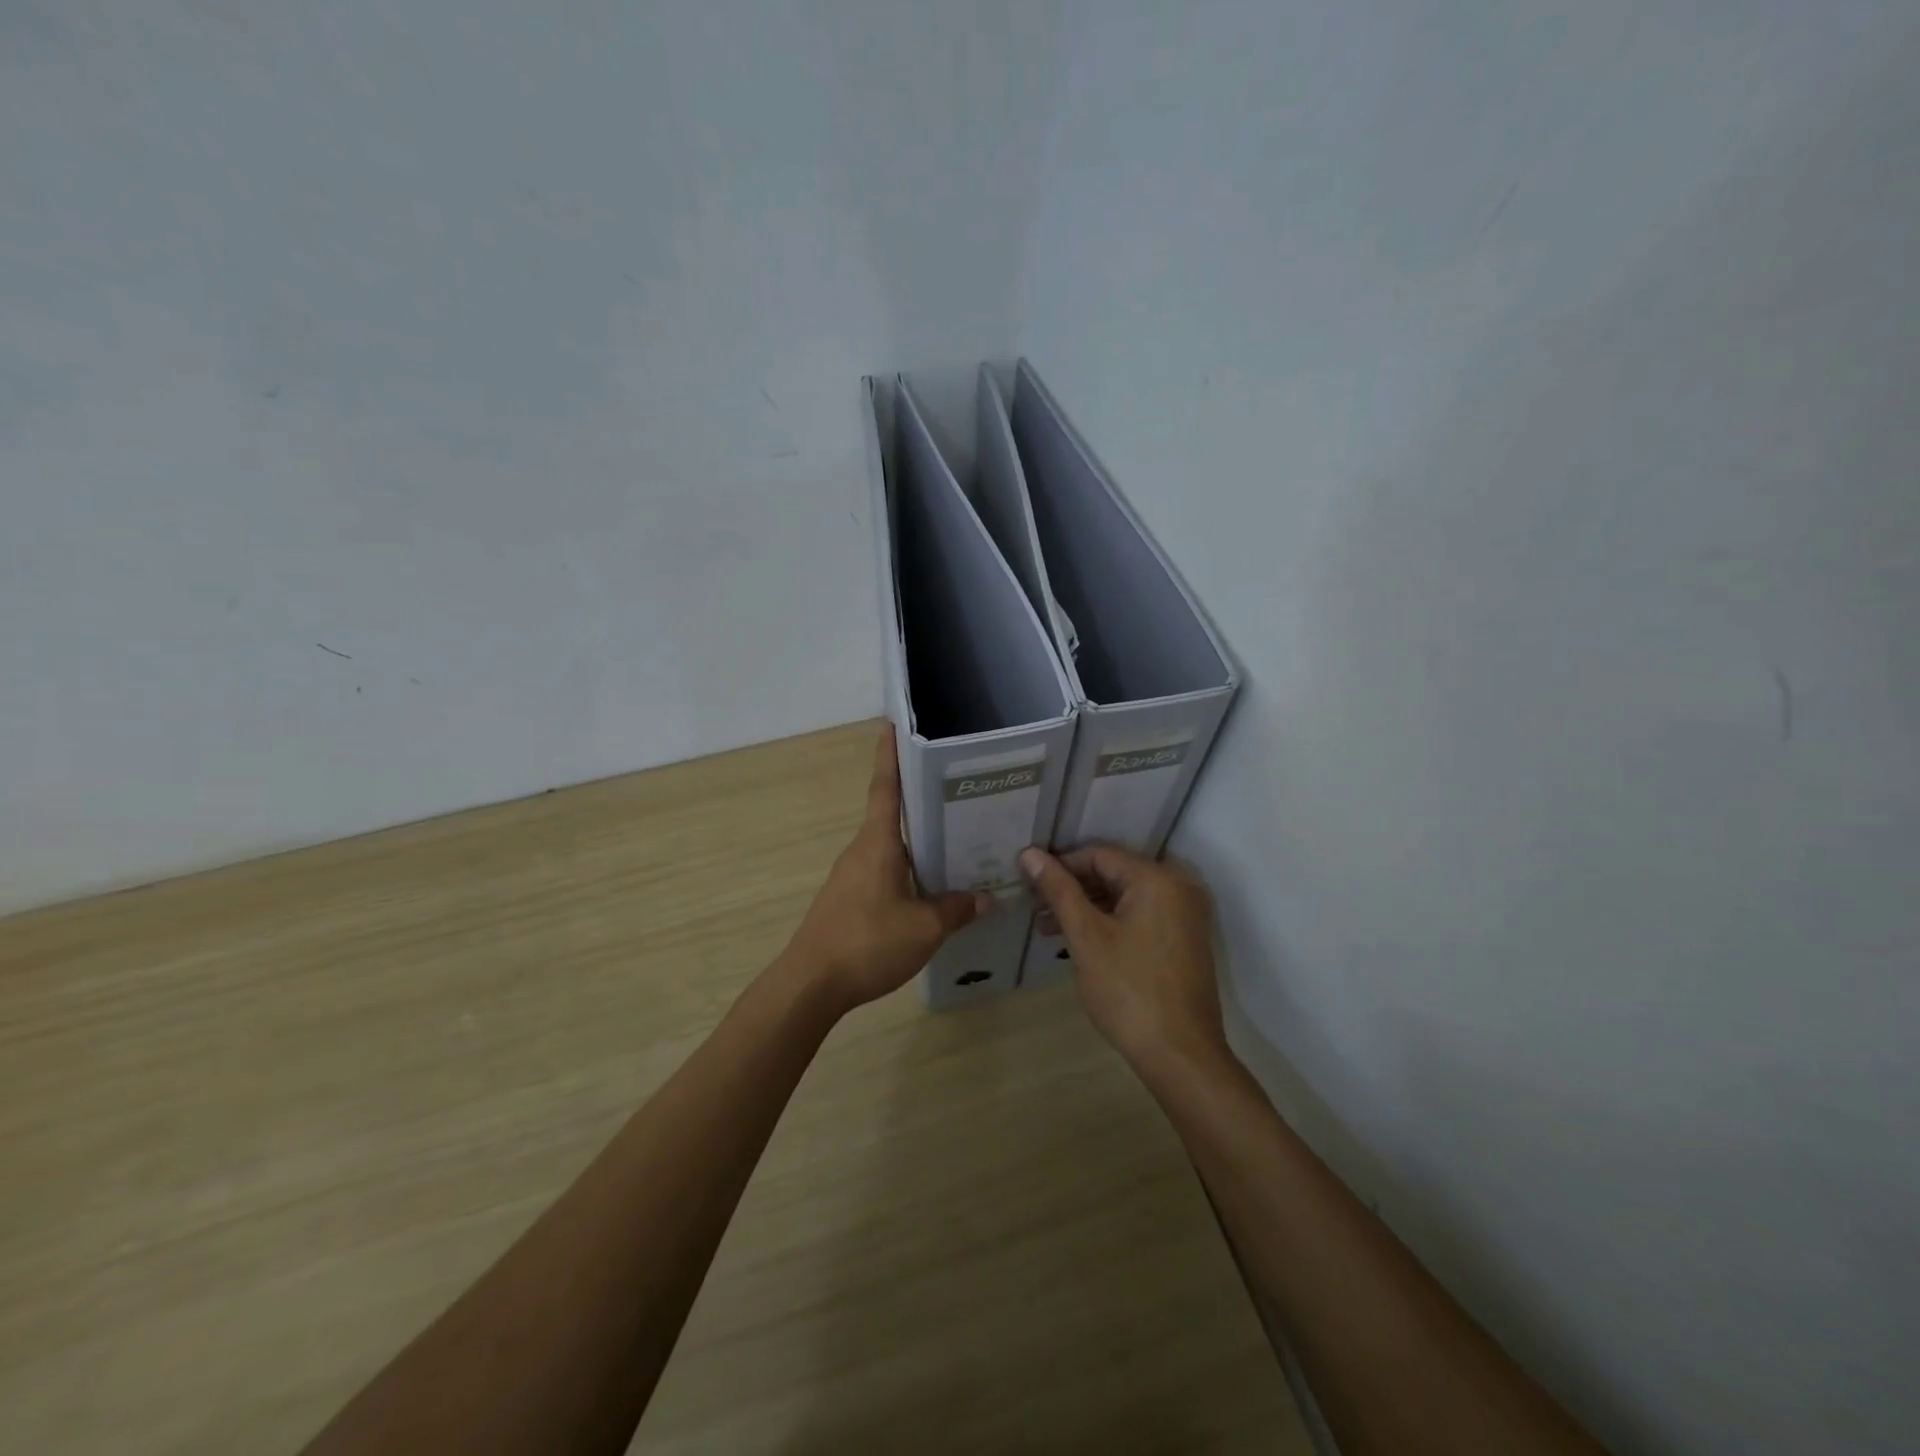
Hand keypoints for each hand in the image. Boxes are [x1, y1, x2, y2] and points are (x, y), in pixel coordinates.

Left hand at [783, 724, 987, 1012]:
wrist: (811, 984)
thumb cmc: (867, 942)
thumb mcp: (924, 928)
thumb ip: (956, 909)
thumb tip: (986, 897)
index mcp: (877, 843)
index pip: (885, 788)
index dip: (889, 755)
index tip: (891, 724)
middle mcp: (862, 851)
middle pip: (893, 817)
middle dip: (921, 803)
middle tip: (960, 794)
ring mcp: (852, 876)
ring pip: (891, 849)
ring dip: (918, 844)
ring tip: (957, 844)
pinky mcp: (849, 901)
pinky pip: (885, 874)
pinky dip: (908, 872)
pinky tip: (931, 890)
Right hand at [1019, 844, 1226, 1074]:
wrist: (1181, 1056)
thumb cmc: (1128, 991)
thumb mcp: (1086, 937)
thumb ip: (1058, 891)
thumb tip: (1030, 853)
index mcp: (1157, 879)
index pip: (1099, 854)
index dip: (1060, 866)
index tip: (1028, 883)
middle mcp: (1178, 887)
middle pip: (1113, 873)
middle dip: (1072, 889)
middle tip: (1034, 909)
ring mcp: (1185, 915)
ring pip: (1126, 896)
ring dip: (1088, 908)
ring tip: (1048, 929)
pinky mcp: (1184, 939)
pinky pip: (1141, 915)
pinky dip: (1110, 922)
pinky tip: (1081, 941)